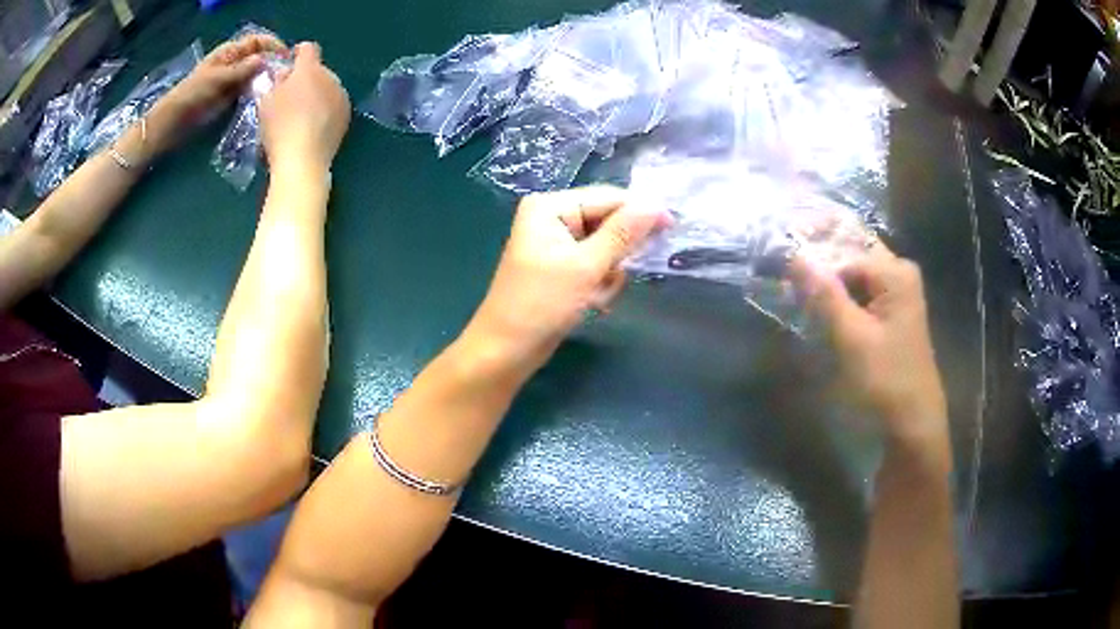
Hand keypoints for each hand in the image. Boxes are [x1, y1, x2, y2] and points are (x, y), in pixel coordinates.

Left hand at [160, 32, 286, 130]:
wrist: (174, 123)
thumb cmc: (192, 96)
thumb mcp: (218, 79)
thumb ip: (242, 70)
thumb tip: (265, 60)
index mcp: (230, 52)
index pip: (258, 41)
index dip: (273, 45)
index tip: (286, 57)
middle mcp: (233, 63)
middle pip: (259, 57)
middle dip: (272, 63)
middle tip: (285, 76)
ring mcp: (231, 81)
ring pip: (255, 75)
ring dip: (265, 80)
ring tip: (278, 90)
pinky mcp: (229, 98)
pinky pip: (248, 91)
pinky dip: (257, 93)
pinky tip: (263, 100)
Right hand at [259, 42, 350, 173]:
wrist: (303, 159)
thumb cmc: (279, 126)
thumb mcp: (266, 101)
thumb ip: (275, 82)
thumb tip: (284, 75)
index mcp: (310, 69)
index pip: (308, 49)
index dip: (299, 52)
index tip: (291, 58)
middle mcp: (330, 77)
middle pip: (318, 70)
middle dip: (305, 77)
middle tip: (290, 92)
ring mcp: (341, 96)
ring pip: (327, 87)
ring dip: (316, 93)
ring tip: (301, 111)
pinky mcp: (347, 116)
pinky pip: (333, 105)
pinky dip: (324, 109)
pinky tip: (313, 124)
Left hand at [466, 186, 669, 375]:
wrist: (507, 350)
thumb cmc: (542, 304)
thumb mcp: (586, 266)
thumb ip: (623, 233)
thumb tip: (657, 205)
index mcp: (550, 206)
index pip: (607, 197)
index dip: (641, 211)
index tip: (673, 227)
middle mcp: (552, 217)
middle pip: (607, 222)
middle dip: (617, 253)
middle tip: (617, 275)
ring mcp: (556, 243)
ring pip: (606, 247)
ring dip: (608, 273)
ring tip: (596, 295)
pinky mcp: (561, 266)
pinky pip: (595, 265)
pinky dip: (599, 283)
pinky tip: (590, 302)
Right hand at [790, 241, 949, 462]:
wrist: (912, 427)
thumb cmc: (885, 382)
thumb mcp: (852, 338)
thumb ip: (823, 294)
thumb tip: (792, 253)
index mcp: (895, 272)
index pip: (842, 254)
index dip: (812, 264)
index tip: (781, 278)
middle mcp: (899, 275)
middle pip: (850, 260)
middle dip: (819, 270)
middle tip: (786, 283)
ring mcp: (897, 296)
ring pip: (852, 280)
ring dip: (826, 289)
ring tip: (798, 301)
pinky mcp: (891, 317)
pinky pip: (859, 298)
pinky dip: (839, 305)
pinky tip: (821, 318)